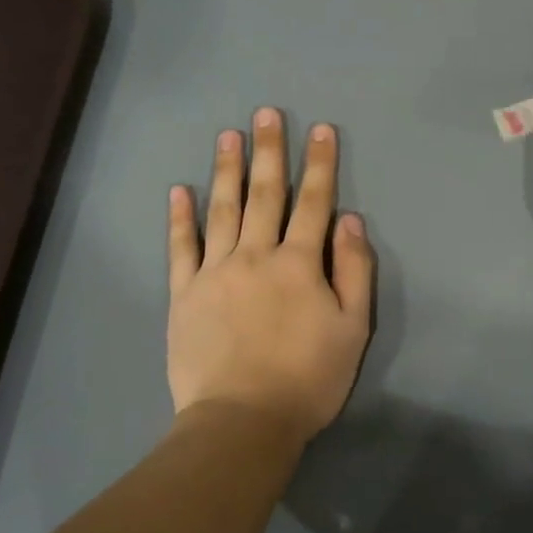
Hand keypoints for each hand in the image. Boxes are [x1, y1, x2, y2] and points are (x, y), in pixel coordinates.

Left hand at [168, 108, 374, 443]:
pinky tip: (179, 191)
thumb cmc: (308, 379)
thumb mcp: (352, 329)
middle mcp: (256, 255)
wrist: (243, 420)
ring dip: (227, 169)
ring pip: (222, 209)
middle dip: (269, 151)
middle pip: (265, 194)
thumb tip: (349, 219)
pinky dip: (180, 217)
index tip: (321, 130)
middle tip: (266, 113)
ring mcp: (215, 271)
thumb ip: (354, 270)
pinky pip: (181, 247)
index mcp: (300, 263)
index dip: (320, 164)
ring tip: (228, 135)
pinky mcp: (184, 293)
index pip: (314, 202)